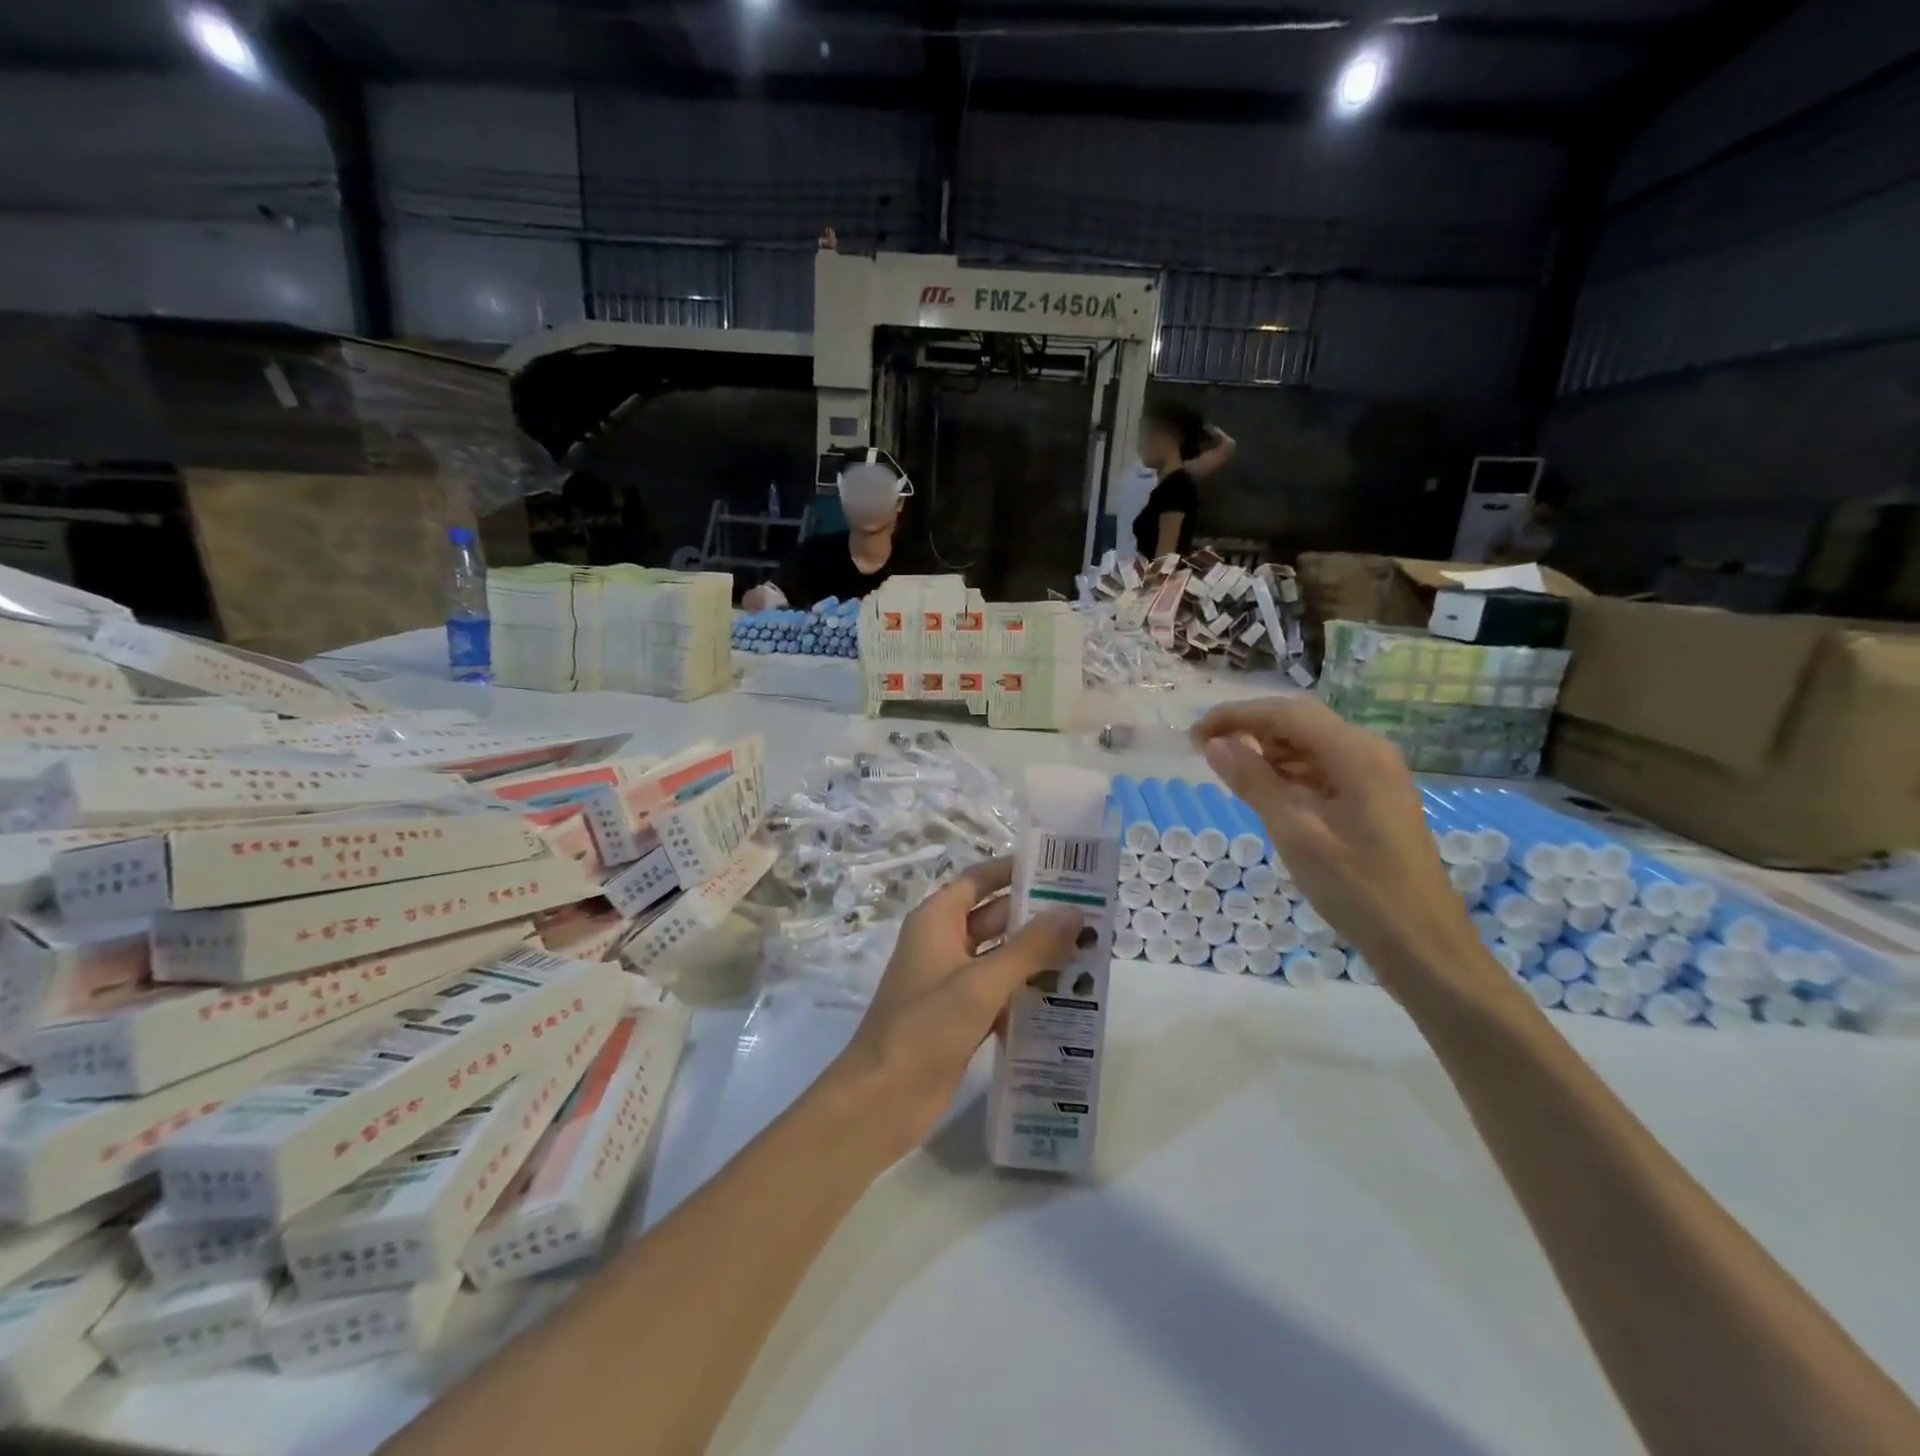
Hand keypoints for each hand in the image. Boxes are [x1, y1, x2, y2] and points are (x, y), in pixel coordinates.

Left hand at [833, 858, 1082, 1154]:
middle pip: (995, 917)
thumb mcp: (980, 983)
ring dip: (1037, 956)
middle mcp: (943, 943)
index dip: (1016, 870)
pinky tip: (1067, 998)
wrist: (881, 1101)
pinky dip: (1027, 992)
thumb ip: (1030, 947)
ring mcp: (951, 982)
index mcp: (937, 920)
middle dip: (1038, 916)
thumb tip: (1074, 912)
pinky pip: (1000, 992)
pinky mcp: (961, 1017)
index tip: (1062, 868)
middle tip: (1090, 915)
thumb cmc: (924, 1028)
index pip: (980, 879)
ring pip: (1001, 957)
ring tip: (1089, 953)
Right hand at [1192, 698, 1490, 999]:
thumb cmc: (1358, 889)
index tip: (1192, 736)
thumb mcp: (1296, 833)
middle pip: (1299, 722)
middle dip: (1249, 730)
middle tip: (1204, 753)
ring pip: (1309, 745)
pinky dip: (1288, 775)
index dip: (1234, 717)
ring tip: (1230, 775)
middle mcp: (1369, 752)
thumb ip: (1253, 782)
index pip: (1284, 713)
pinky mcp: (1373, 798)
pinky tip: (1266, 794)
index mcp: (1355, 753)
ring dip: (1267, 753)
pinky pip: (1322, 770)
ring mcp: (1375, 775)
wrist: (1424, 945)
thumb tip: (1214, 745)